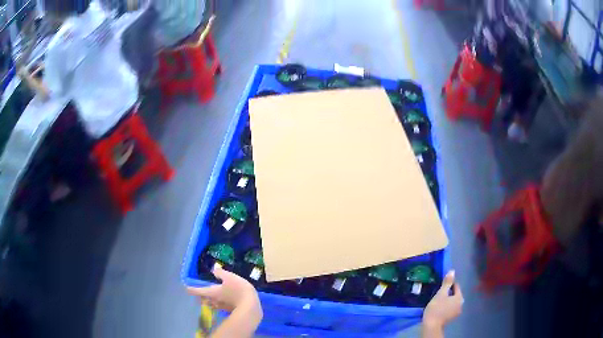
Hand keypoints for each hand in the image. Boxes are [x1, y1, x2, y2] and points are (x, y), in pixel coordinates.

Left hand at [187, 266, 260, 312]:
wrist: (250, 307)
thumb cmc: (238, 290)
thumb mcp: (229, 277)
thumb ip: (221, 273)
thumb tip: (214, 271)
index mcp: (211, 292)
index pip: (196, 290)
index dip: (190, 288)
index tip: (186, 287)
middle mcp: (213, 301)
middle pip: (203, 298)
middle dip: (200, 295)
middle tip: (199, 291)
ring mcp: (221, 307)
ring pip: (211, 303)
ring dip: (209, 299)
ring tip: (210, 295)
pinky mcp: (229, 310)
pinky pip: (220, 306)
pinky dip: (219, 302)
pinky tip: (224, 299)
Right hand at [423, 270, 462, 329]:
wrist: (431, 325)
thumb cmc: (436, 308)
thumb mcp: (441, 293)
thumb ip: (447, 283)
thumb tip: (453, 271)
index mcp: (460, 297)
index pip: (456, 286)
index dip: (449, 284)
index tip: (441, 286)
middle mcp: (461, 304)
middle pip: (455, 294)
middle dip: (448, 293)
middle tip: (438, 293)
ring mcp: (456, 312)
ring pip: (452, 302)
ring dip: (447, 300)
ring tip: (437, 301)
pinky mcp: (451, 318)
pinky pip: (450, 308)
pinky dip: (445, 307)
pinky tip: (438, 308)